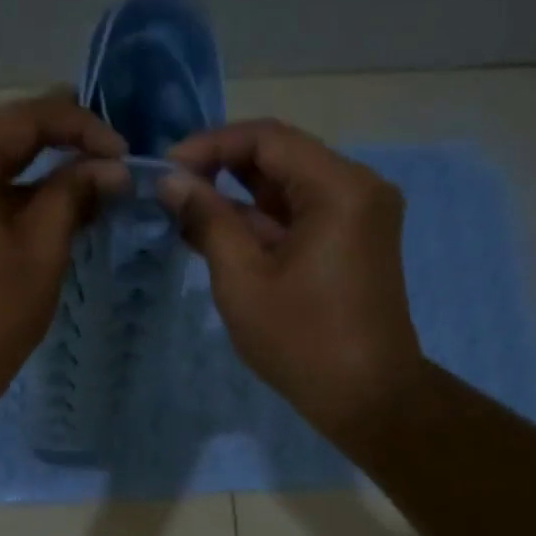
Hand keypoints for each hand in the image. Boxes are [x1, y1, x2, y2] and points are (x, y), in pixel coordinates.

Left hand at [0, 90, 126, 419]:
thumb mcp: (42, 248)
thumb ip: (76, 194)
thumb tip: (113, 168)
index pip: (25, 118)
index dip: (82, 127)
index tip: (124, 152)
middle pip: (3, 135)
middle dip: (60, 145)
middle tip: (111, 158)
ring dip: (37, 171)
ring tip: (89, 182)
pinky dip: (11, 193)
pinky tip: (48, 205)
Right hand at [161, 119, 423, 444]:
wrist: (367, 397)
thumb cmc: (302, 341)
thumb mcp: (243, 280)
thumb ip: (207, 221)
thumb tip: (172, 182)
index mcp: (340, 187)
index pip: (268, 138)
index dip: (211, 146)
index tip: (168, 171)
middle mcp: (360, 188)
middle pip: (283, 159)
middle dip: (224, 172)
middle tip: (175, 196)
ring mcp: (362, 217)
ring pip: (292, 189)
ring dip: (243, 201)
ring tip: (190, 220)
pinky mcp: (357, 243)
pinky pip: (306, 217)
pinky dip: (267, 225)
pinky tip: (225, 239)